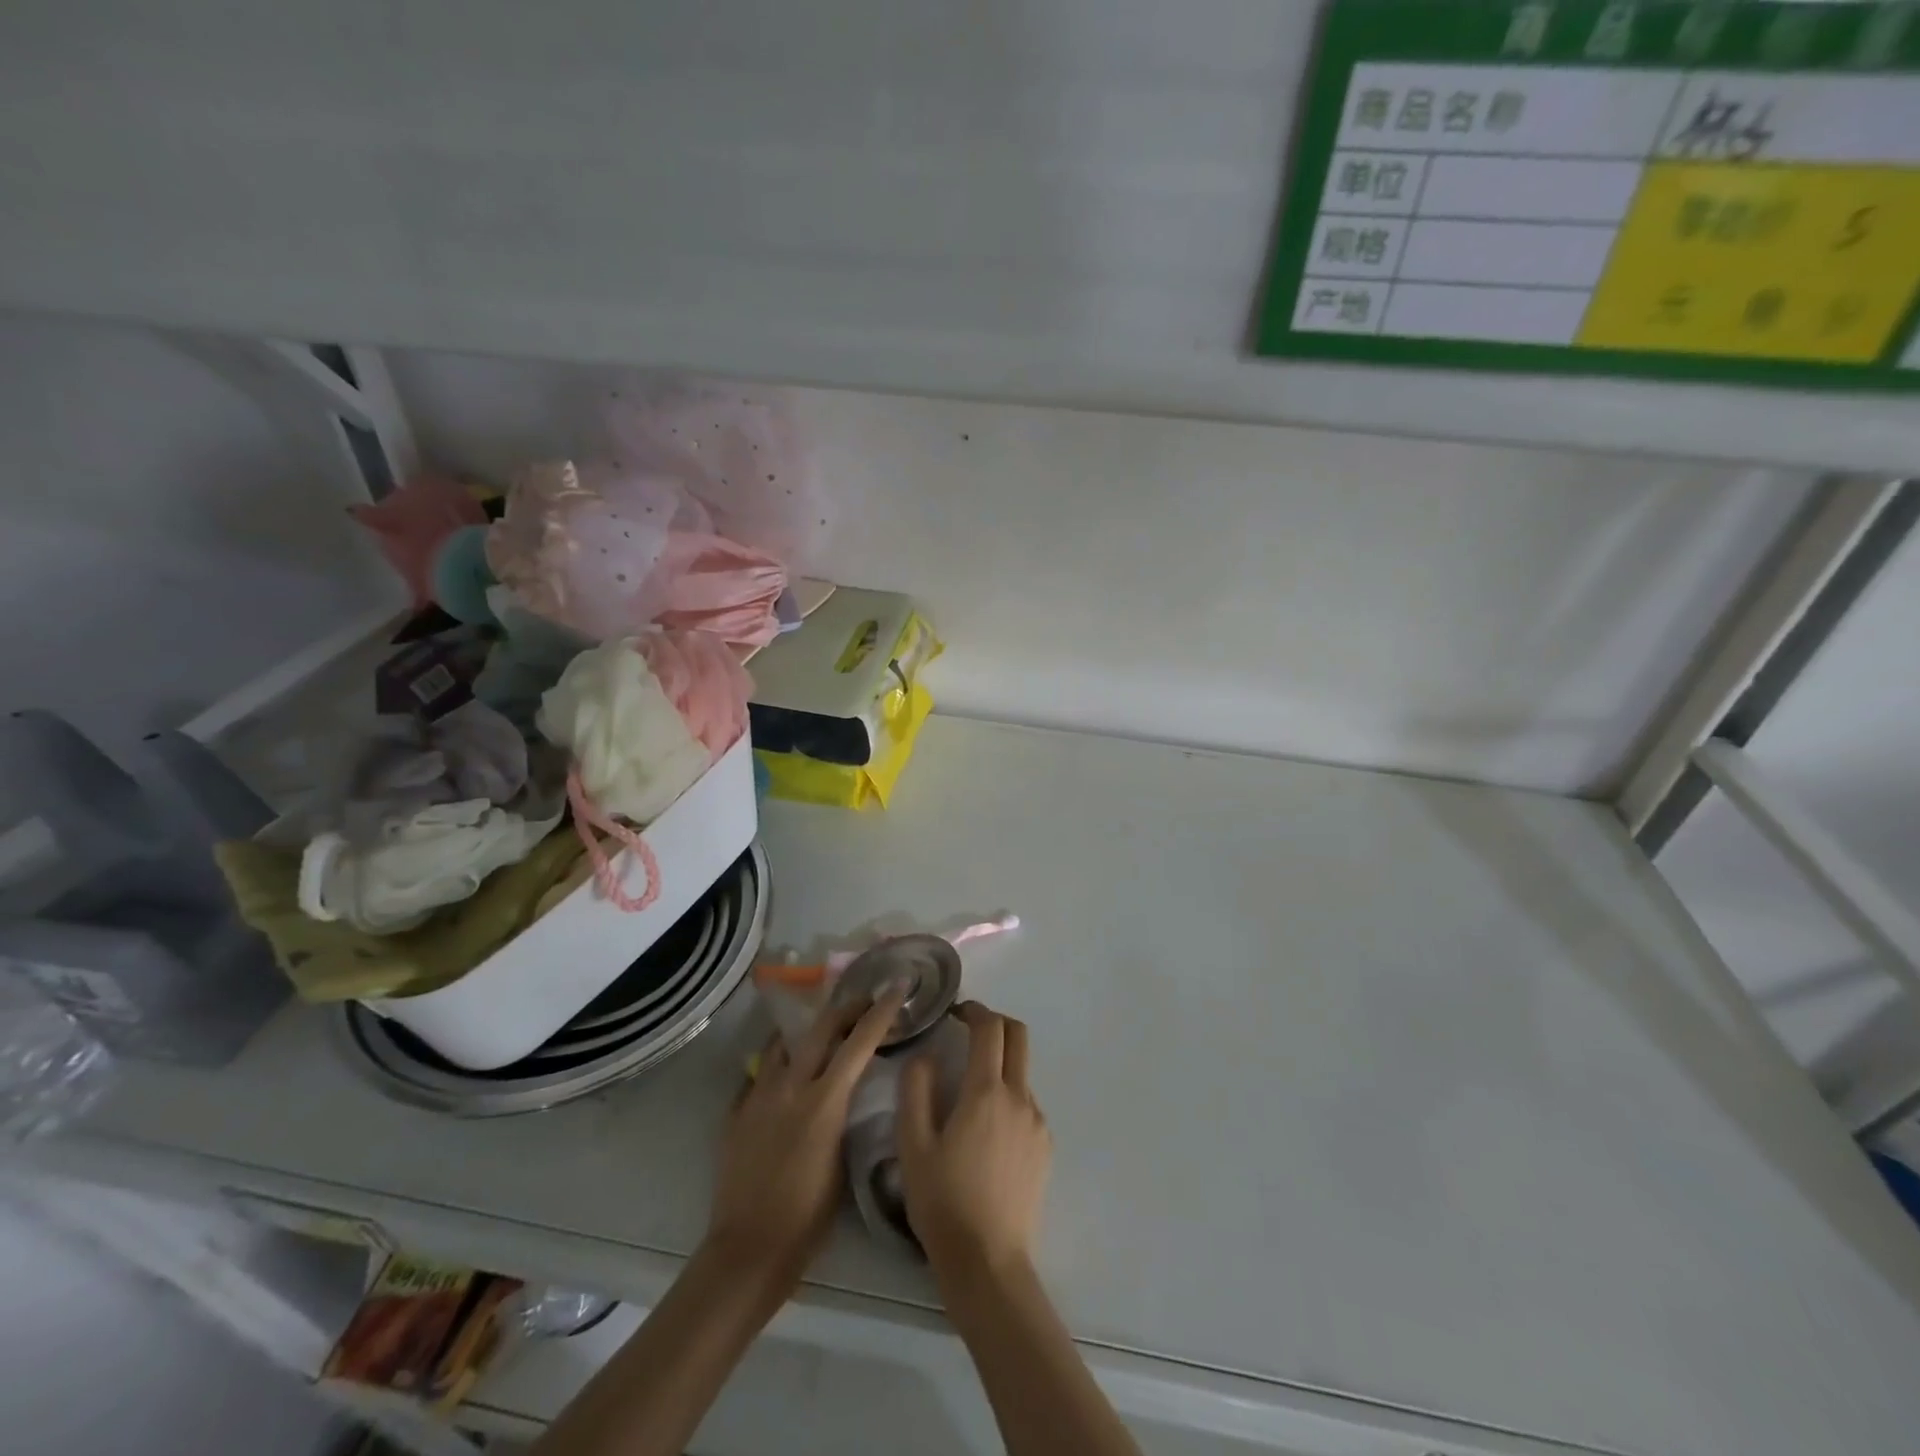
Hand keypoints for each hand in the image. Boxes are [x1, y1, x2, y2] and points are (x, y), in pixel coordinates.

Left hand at [705, 990, 903, 1292]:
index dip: (881, 1012)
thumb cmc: (808, 1217)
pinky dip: (777, 1065)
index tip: (896, 989)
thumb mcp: (843, 1161)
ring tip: (819, 1034)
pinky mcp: (736, 1110)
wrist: (748, 1249)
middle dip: (846, 1009)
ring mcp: (758, 1095)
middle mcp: (790, 1086)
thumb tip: (848, 1089)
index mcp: (824, 1101)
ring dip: (807, 1033)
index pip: (859, 1042)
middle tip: (863, 1003)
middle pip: (821, 1028)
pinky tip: (784, 1076)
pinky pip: (759, 1073)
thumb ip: (844, 1114)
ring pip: (784, 1043)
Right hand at [898, 1002, 1050, 1279]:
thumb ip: (915, 1091)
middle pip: (1018, 1037)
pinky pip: (1027, 1105)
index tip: (955, 1011)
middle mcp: (1019, 1098)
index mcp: (986, 1092)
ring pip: (1022, 1073)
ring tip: (969, 1092)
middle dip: (995, 1023)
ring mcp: (1037, 1123)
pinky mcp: (1044, 1147)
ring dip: (1000, 1064)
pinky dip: (1008, 1097)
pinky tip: (986, 1130)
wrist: (989, 1263)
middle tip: (968, 1031)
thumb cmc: (943, 1202)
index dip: (974, 1010)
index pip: (989, 1028)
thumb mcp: (913, 1146)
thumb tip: (923, 1056)